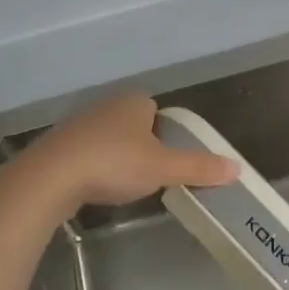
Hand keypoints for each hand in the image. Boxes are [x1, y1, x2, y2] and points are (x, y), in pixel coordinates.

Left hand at [24, 92, 237, 210]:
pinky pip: (86, 154)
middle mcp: (105, 105)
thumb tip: (237, 168)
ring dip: (117, 157)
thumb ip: (199, 168)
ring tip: (125, 184)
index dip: (166, 133)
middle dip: (142, 146)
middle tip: (151, 174)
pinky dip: (94, 168)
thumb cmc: (114, 163)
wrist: (51, 177)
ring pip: (108, 139)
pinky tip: (97, 187)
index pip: (157, 111)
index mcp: (133, 102)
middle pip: (133, 125)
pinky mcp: (58, 147)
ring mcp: (78, 125)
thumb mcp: (164, 168)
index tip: (170, 159)